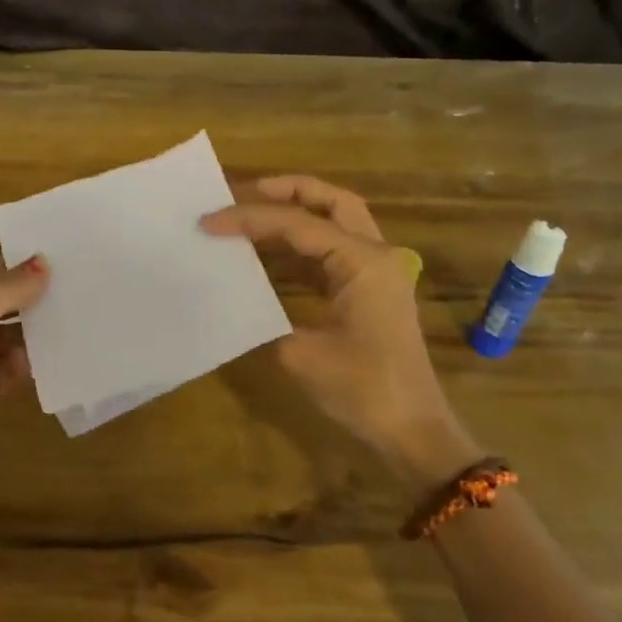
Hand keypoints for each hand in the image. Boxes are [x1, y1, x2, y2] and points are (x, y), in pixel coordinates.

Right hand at [203, 176, 472, 488]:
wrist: (413, 431)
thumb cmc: (364, 391)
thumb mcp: (301, 355)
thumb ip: (264, 317)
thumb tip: (233, 296)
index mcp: (364, 262)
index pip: (299, 224)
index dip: (250, 218)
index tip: (209, 221)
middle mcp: (375, 256)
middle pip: (333, 202)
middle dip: (289, 190)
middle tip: (245, 192)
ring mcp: (376, 273)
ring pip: (336, 223)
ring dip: (295, 215)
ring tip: (249, 217)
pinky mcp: (369, 292)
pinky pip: (332, 253)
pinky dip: (300, 246)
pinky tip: (267, 255)